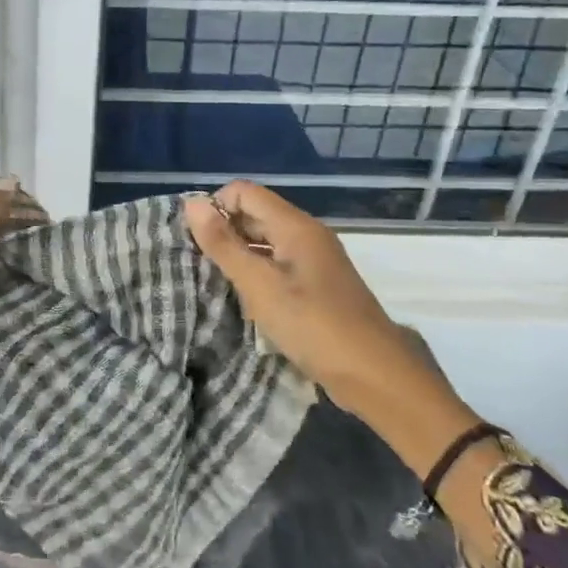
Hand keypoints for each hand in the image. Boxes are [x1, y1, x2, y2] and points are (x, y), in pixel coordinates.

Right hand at [185, 181, 482, 477]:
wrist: (375, 375)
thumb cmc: (314, 326)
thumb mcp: (260, 286)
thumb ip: (224, 245)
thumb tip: (192, 204)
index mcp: (296, 226)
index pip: (244, 192)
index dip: (215, 207)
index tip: (193, 240)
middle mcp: (306, 235)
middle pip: (255, 215)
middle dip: (223, 232)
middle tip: (195, 263)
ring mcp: (314, 262)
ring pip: (265, 243)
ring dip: (237, 256)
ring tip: (211, 282)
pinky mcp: (317, 287)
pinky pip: (277, 267)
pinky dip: (256, 275)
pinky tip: (241, 300)